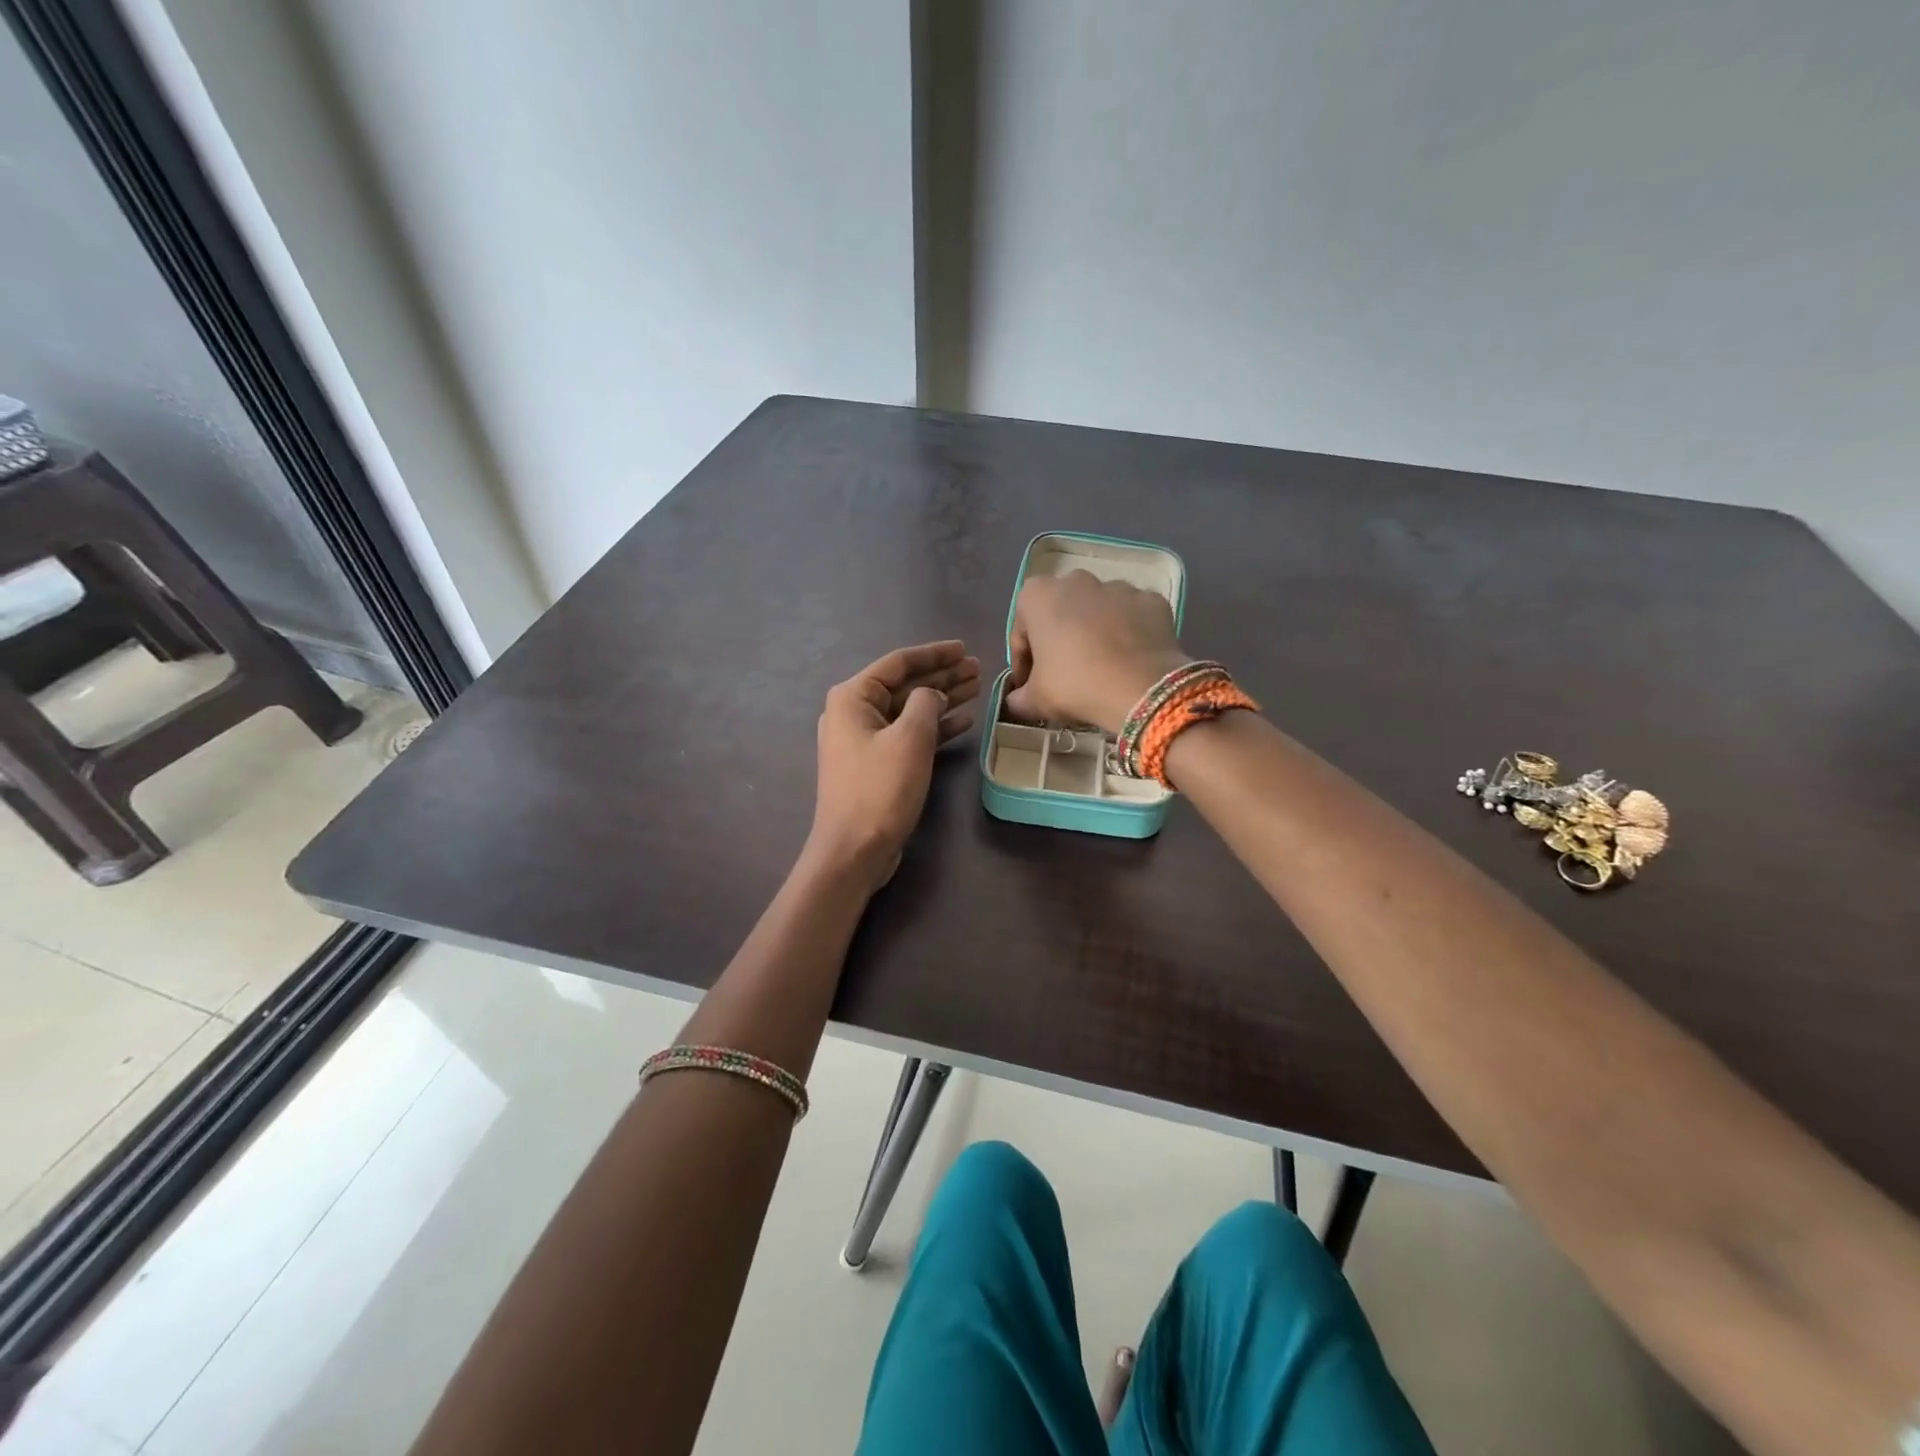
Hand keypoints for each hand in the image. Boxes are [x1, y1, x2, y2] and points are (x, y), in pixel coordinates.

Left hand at [808, 640, 979, 889]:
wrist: (854, 850)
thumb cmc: (880, 789)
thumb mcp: (910, 738)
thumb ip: (926, 703)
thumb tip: (931, 695)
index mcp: (853, 697)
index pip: (899, 663)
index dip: (934, 654)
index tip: (964, 648)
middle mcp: (854, 713)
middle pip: (905, 685)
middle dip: (942, 676)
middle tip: (978, 669)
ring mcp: (864, 740)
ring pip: (910, 709)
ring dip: (942, 699)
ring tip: (977, 688)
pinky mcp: (877, 764)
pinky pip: (908, 734)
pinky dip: (935, 727)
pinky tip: (964, 720)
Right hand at [1005, 572, 1186, 733]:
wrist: (1142, 688)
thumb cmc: (1076, 685)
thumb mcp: (1036, 700)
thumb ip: (1018, 698)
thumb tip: (1016, 701)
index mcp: (1038, 596)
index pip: (1022, 631)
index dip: (1024, 661)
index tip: (1029, 685)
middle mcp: (1076, 580)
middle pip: (1060, 613)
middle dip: (1059, 639)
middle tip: (1064, 674)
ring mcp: (1118, 586)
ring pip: (1098, 611)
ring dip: (1095, 633)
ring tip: (1101, 667)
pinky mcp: (1151, 599)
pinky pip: (1132, 616)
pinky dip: (1129, 633)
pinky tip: (1129, 660)